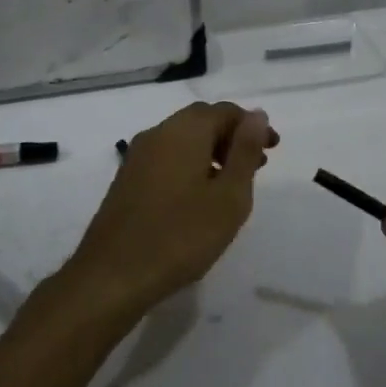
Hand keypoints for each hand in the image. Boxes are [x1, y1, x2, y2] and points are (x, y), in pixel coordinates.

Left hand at [50, 102, 275, 330]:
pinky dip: (190, 166)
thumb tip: (257, 114)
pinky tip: (199, 198)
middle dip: (231, 137)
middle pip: (201, 121)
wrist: (112, 275)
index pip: (224, 111)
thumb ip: (245, 151)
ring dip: (211, 152)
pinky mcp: (127, 180)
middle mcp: (157, 134)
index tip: (273, 150)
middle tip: (257, 166)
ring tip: (232, 185)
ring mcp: (137, 157)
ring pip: (182, 140)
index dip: (252, 126)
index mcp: (184, 131)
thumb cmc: (181, 235)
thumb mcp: (229, 196)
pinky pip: (166, 159)